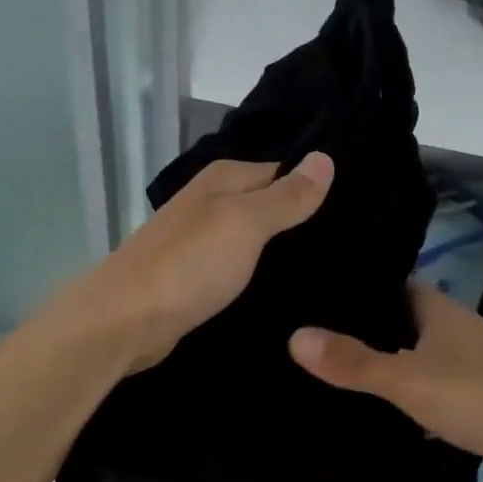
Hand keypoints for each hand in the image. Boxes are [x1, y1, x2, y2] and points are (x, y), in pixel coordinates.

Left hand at [58, 153, 334, 373]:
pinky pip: (240, 267)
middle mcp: (211, 202)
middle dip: (303, 222)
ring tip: (333, 270)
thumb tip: (325, 158)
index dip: (316, 188)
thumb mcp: (244, 224)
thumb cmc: (188, 266)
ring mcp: (201, 241)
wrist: (124, 323)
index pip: (284, 171)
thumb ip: (285, 196)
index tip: (357, 212)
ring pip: (255, 238)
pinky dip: (261, 275)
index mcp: (223, 179)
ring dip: (283, 252)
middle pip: (269, 205)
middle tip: (355, 246)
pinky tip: (287, 291)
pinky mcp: (196, 276)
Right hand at [288, 282, 482, 481]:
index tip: (309, 295)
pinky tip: (374, 413)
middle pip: (398, 322)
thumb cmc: (482, 397)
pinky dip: (404, 398)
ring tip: (329, 373)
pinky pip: (427, 389)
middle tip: (307, 337)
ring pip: (413, 357)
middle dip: (361, 331)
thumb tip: (294, 337)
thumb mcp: (409, 379)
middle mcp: (453, 330)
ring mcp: (466, 365)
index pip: (388, 284)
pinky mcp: (475, 399)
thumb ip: (354, 362)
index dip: (352, 288)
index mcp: (438, 310)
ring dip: (382, 365)